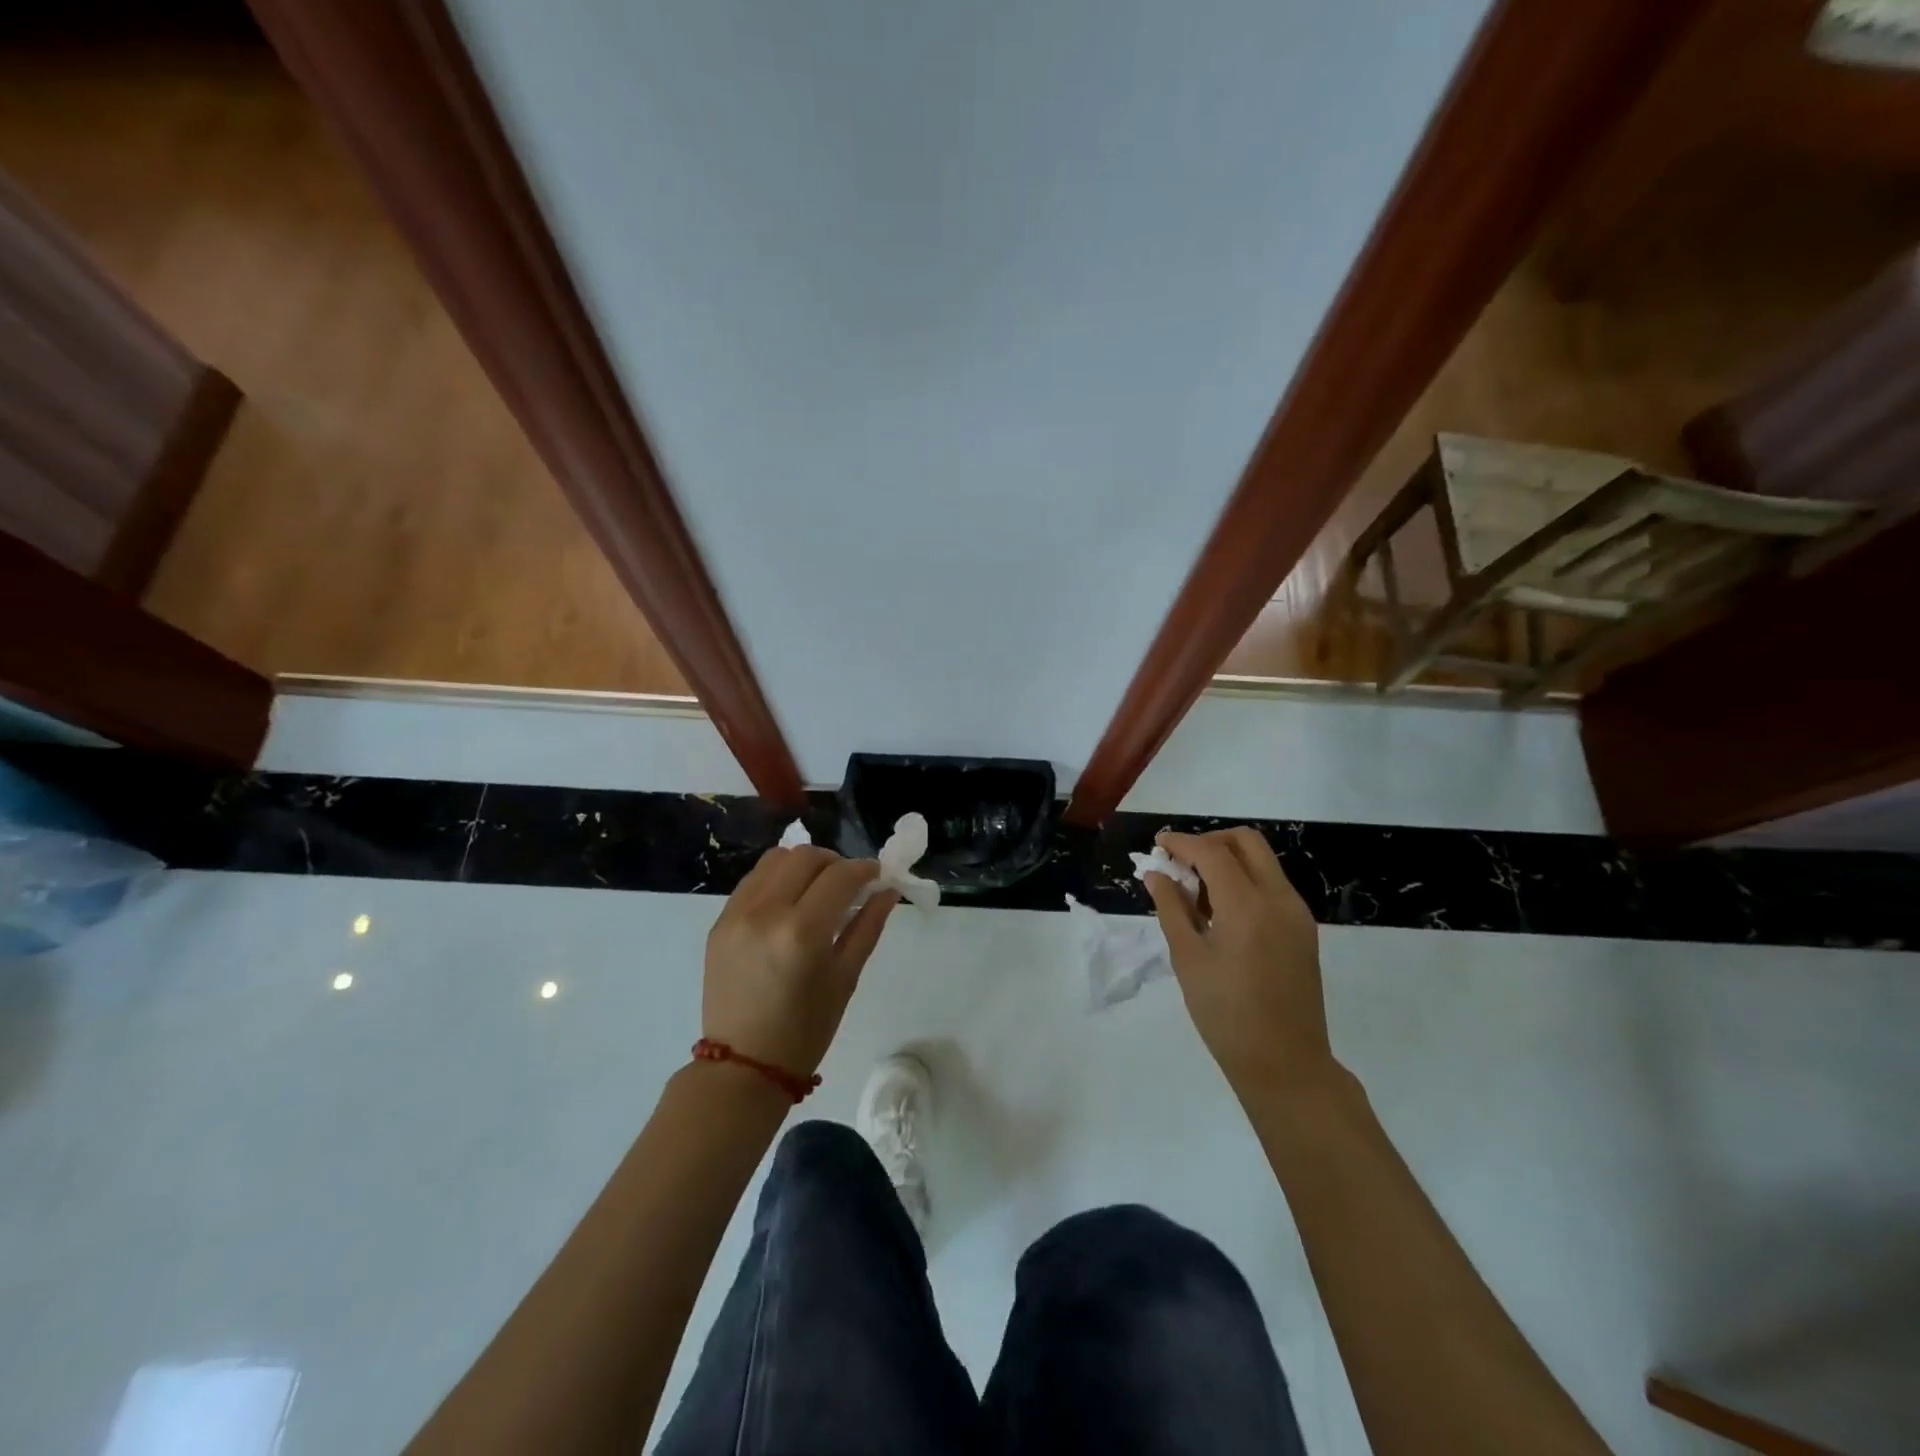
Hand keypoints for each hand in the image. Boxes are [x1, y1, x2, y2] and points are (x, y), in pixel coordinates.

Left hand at [703, 845, 897, 1077]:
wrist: (742, 1066)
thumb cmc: (804, 1030)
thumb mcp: (845, 979)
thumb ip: (868, 926)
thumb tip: (888, 890)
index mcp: (802, 932)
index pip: (840, 876)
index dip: (865, 869)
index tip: (877, 875)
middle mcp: (765, 912)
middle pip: (806, 857)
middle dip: (835, 862)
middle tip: (849, 883)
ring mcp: (736, 914)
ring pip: (776, 859)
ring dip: (803, 864)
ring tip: (817, 888)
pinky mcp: (719, 922)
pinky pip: (753, 881)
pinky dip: (777, 878)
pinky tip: (789, 901)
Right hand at [1142, 827, 1339, 1100]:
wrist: (1285, 1063)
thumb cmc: (1226, 1014)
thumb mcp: (1188, 959)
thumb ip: (1172, 908)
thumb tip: (1156, 875)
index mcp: (1248, 906)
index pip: (1212, 852)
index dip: (1182, 842)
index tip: (1158, 845)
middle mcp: (1279, 899)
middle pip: (1246, 842)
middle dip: (1210, 841)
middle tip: (1181, 861)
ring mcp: (1297, 913)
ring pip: (1262, 861)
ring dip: (1228, 860)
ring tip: (1197, 891)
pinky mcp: (1303, 929)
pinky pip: (1272, 885)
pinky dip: (1244, 881)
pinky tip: (1221, 911)